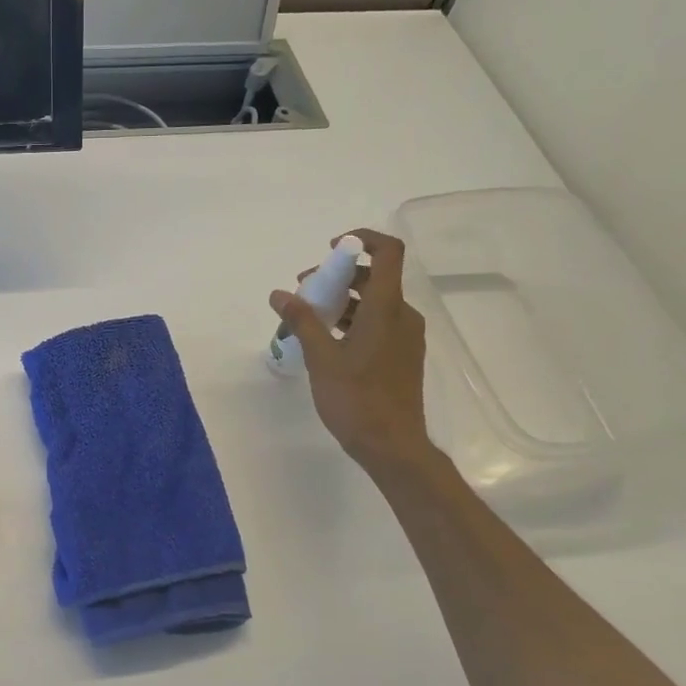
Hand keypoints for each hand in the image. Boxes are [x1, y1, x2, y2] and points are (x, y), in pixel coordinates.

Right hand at [270, 229, 435, 476]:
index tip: (331, 249)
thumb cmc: (356, 400)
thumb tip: (279, 294)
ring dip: (342, 300)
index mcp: (387, 309)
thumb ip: (302, 321)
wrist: (392, 446)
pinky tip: (326, 340)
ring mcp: (405, 337)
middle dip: (338, 276)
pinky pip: (378, 323)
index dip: (362, 240)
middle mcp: (402, 315)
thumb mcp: (321, 358)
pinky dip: (353, 320)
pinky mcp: (401, 355)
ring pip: (374, 302)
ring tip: (308, 318)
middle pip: (375, 278)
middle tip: (304, 291)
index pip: (387, 252)